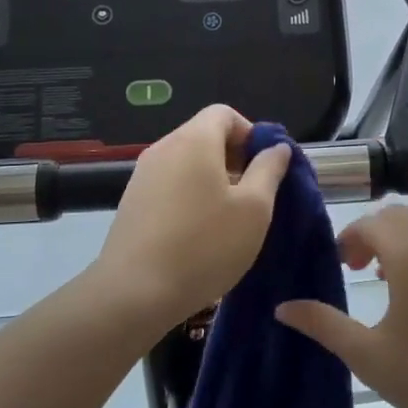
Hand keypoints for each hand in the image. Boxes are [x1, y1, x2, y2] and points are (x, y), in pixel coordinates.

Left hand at [92, 105, 291, 330]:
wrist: (134, 293)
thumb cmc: (204, 246)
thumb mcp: (254, 209)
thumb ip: (269, 170)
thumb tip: (276, 148)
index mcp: (194, 140)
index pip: (224, 113)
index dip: (250, 133)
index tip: (264, 168)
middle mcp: (164, 148)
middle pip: (204, 136)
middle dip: (233, 158)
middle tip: (252, 196)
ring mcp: (142, 175)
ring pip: (187, 163)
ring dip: (212, 180)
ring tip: (227, 219)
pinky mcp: (132, 202)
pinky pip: (169, 185)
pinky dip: (189, 196)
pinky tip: (198, 234)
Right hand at [276, 206, 407, 407]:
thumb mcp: (369, 355)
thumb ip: (323, 325)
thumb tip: (283, 307)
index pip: (370, 223)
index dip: (349, 239)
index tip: (340, 266)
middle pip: (398, 217)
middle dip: (372, 234)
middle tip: (358, 269)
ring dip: (401, 242)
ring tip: (389, 281)